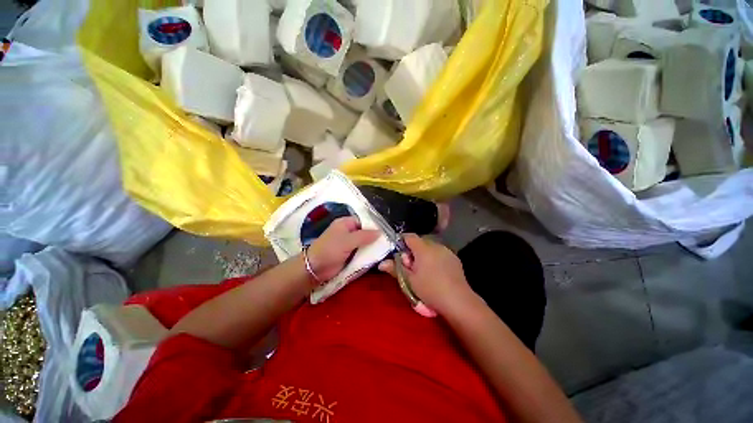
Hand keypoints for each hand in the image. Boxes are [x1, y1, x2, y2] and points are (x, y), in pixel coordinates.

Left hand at [307, 217, 379, 281]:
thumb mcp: (348, 241)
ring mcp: (348, 244)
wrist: (315, 269)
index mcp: (345, 223)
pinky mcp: (349, 255)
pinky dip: (367, 254)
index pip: (363, 221)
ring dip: (372, 247)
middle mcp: (347, 231)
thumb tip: (380, 232)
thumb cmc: (330, 250)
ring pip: (364, 243)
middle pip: (365, 232)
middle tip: (388, 242)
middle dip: (374, 237)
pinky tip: (377, 257)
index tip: (386, 232)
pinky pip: (361, 252)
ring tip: (386, 250)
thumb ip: (365, 236)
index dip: (374, 226)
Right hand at [378, 234, 478, 316]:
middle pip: (420, 242)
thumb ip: (395, 269)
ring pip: (430, 248)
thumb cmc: (430, 289)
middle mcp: (436, 246)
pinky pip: (440, 253)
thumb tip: (381, 263)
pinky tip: (436, 272)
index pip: (409, 236)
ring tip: (423, 270)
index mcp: (423, 249)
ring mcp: (447, 251)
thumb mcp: (410, 280)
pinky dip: (434, 258)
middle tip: (410, 266)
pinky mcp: (454, 258)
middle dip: (412, 250)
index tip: (398, 252)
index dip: (402, 241)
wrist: (458, 301)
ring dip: (424, 254)